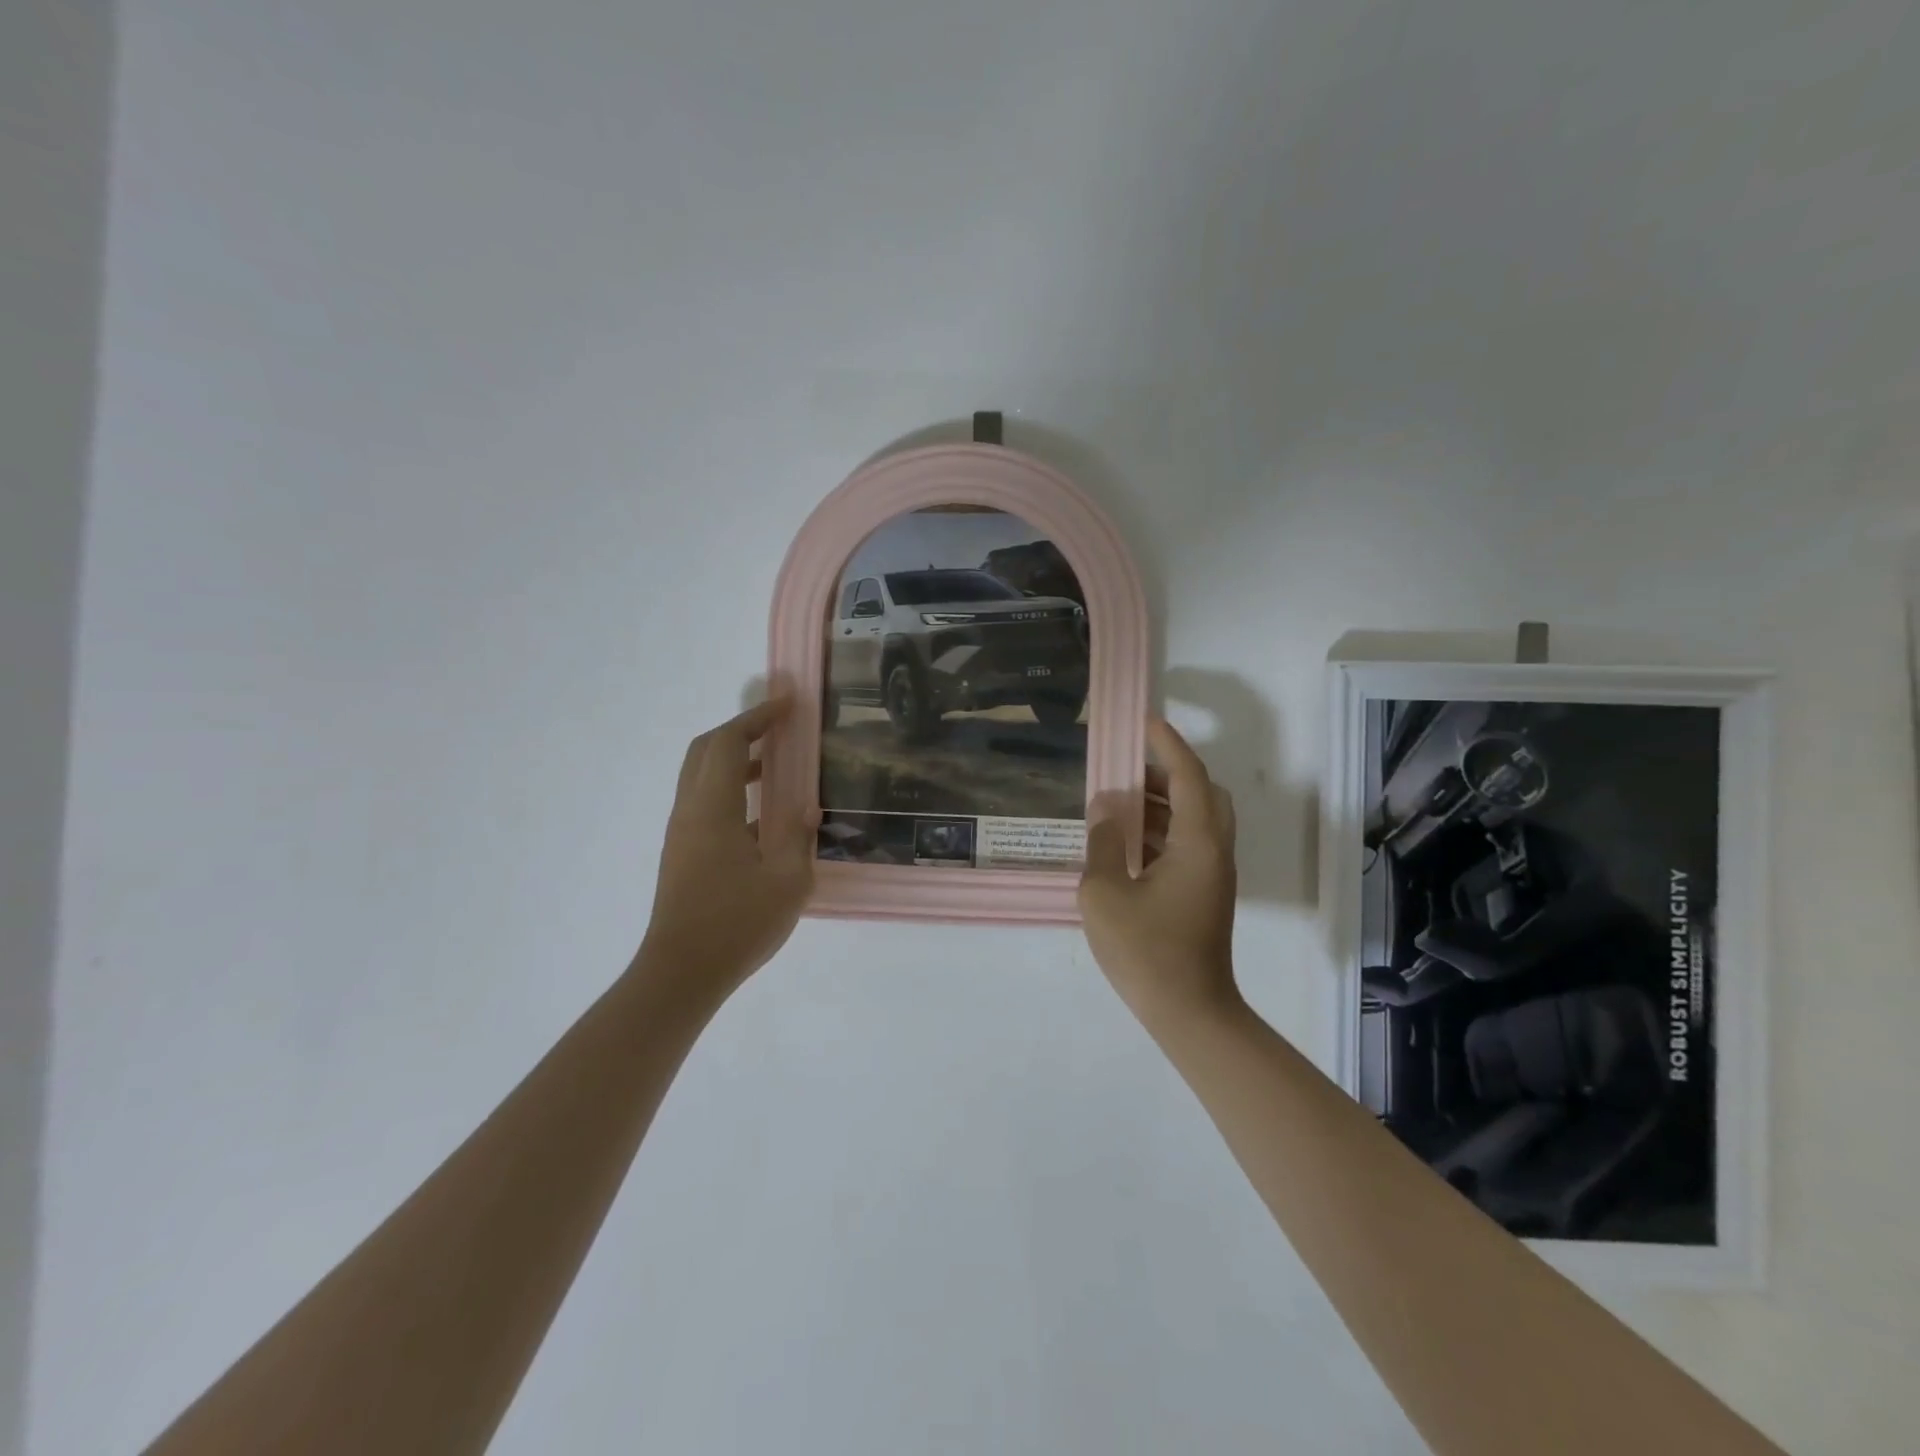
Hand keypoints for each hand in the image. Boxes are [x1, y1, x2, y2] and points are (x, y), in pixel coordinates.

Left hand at [638, 698, 814, 993]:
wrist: (680, 974)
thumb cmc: (736, 924)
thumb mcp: (787, 882)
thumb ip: (798, 837)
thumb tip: (805, 809)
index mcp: (713, 808)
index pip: (729, 743)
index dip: (757, 718)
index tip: (788, 706)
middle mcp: (690, 811)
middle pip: (706, 750)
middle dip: (741, 731)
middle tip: (778, 729)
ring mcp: (681, 833)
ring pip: (701, 776)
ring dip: (735, 761)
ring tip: (776, 767)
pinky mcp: (681, 854)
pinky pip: (703, 802)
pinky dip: (730, 789)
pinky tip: (761, 815)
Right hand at [1079, 719, 1239, 1028]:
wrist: (1188, 1011)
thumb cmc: (1145, 950)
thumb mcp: (1105, 892)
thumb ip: (1103, 842)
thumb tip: (1106, 809)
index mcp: (1197, 843)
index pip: (1188, 777)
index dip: (1168, 745)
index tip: (1145, 723)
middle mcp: (1213, 851)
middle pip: (1203, 794)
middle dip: (1169, 773)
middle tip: (1129, 769)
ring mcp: (1212, 875)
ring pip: (1196, 820)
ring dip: (1163, 803)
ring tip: (1119, 802)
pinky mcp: (1204, 894)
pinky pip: (1188, 844)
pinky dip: (1162, 830)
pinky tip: (1126, 841)